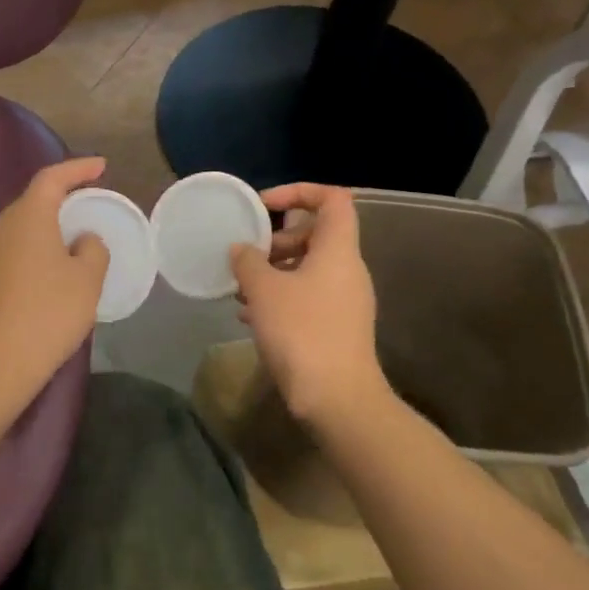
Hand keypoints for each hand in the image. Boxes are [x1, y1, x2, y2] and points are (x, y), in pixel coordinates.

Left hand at [0, 158, 109, 400]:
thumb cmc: (46, 316)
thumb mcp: (86, 283)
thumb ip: (92, 251)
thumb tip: (82, 240)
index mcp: (27, 219)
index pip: (52, 178)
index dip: (78, 169)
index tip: (100, 167)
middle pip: (30, 206)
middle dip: (58, 205)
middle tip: (83, 214)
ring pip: (13, 236)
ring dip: (38, 238)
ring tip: (62, 255)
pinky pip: (0, 262)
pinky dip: (21, 263)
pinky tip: (33, 288)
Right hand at [231, 183, 387, 428]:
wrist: (336, 398)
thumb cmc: (301, 331)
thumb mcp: (263, 290)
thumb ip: (248, 261)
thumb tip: (241, 249)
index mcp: (338, 250)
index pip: (333, 199)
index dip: (298, 191)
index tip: (263, 205)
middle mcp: (348, 270)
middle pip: (315, 234)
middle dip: (276, 240)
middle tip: (246, 256)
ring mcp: (345, 300)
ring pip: (308, 268)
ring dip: (273, 271)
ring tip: (240, 289)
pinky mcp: (337, 326)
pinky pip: (308, 296)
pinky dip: (281, 296)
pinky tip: (251, 316)